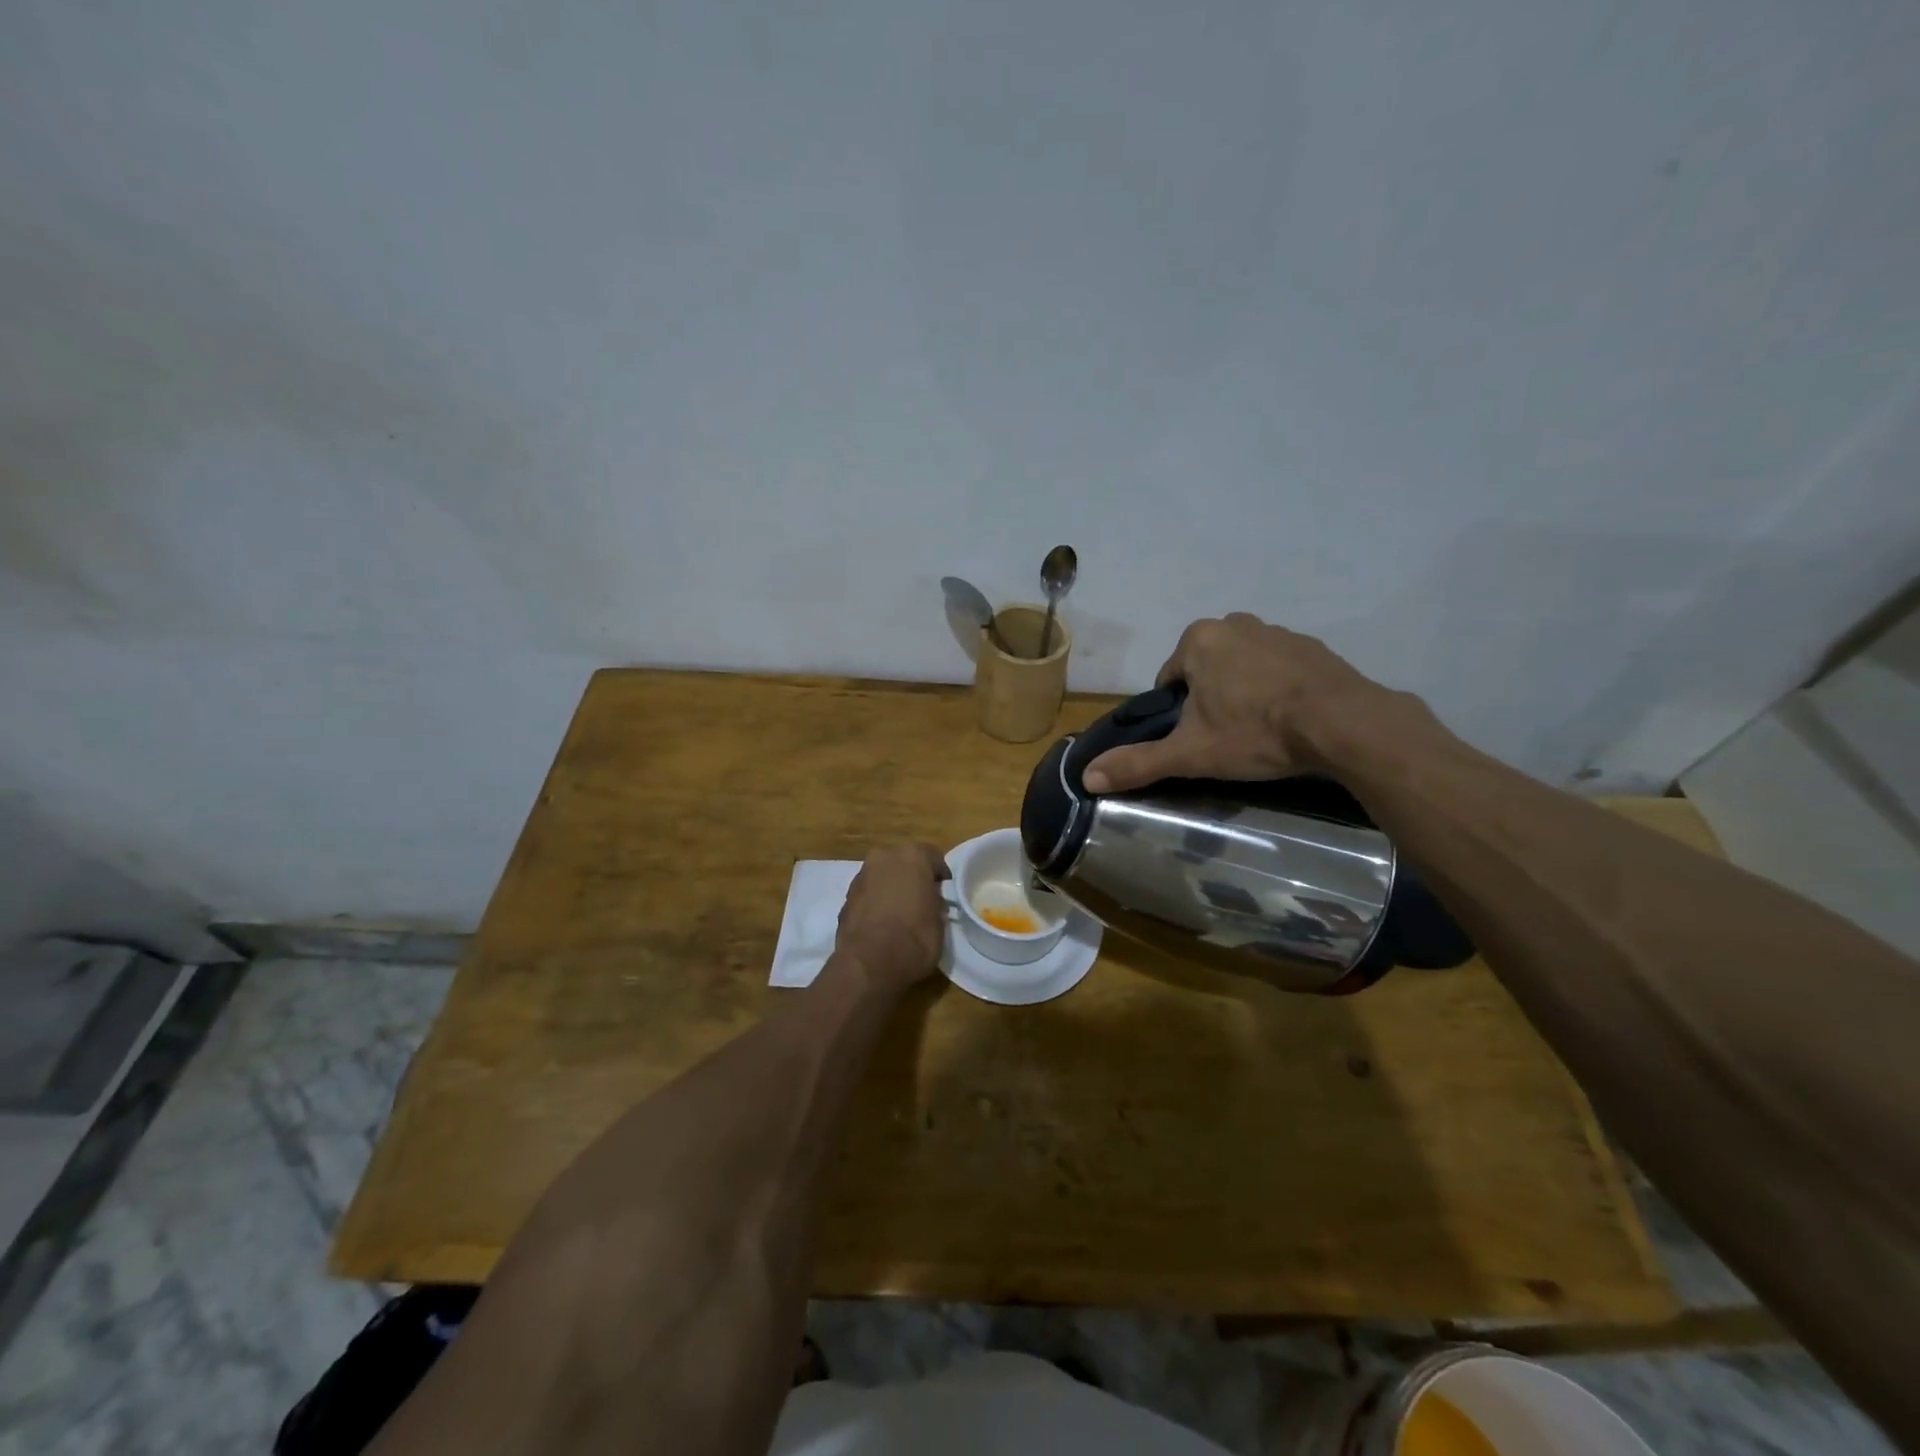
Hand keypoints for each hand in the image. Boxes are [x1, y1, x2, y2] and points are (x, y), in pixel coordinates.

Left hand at [832, 843, 950, 994]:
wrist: (870, 963)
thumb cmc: (915, 938)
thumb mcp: (940, 920)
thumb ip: (935, 901)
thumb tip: (930, 900)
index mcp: (912, 856)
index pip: (933, 856)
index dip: (940, 875)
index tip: (944, 892)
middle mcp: (884, 857)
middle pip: (903, 862)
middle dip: (912, 877)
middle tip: (921, 899)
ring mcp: (861, 876)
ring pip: (882, 876)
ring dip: (890, 888)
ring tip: (899, 914)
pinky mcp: (845, 898)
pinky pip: (868, 894)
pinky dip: (875, 903)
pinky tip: (881, 923)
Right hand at [1083, 613, 1417, 793]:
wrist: (1344, 724)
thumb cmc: (1256, 732)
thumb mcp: (1191, 753)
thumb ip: (1138, 762)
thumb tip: (1087, 777)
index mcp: (1199, 640)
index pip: (1169, 679)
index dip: (1177, 713)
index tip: (1196, 739)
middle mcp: (1235, 623)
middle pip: (1205, 670)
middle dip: (1210, 700)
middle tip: (1227, 738)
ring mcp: (1278, 631)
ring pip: (1242, 667)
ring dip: (1243, 693)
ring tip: (1259, 732)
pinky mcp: (1312, 647)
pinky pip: (1279, 668)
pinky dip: (1277, 689)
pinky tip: (1289, 720)